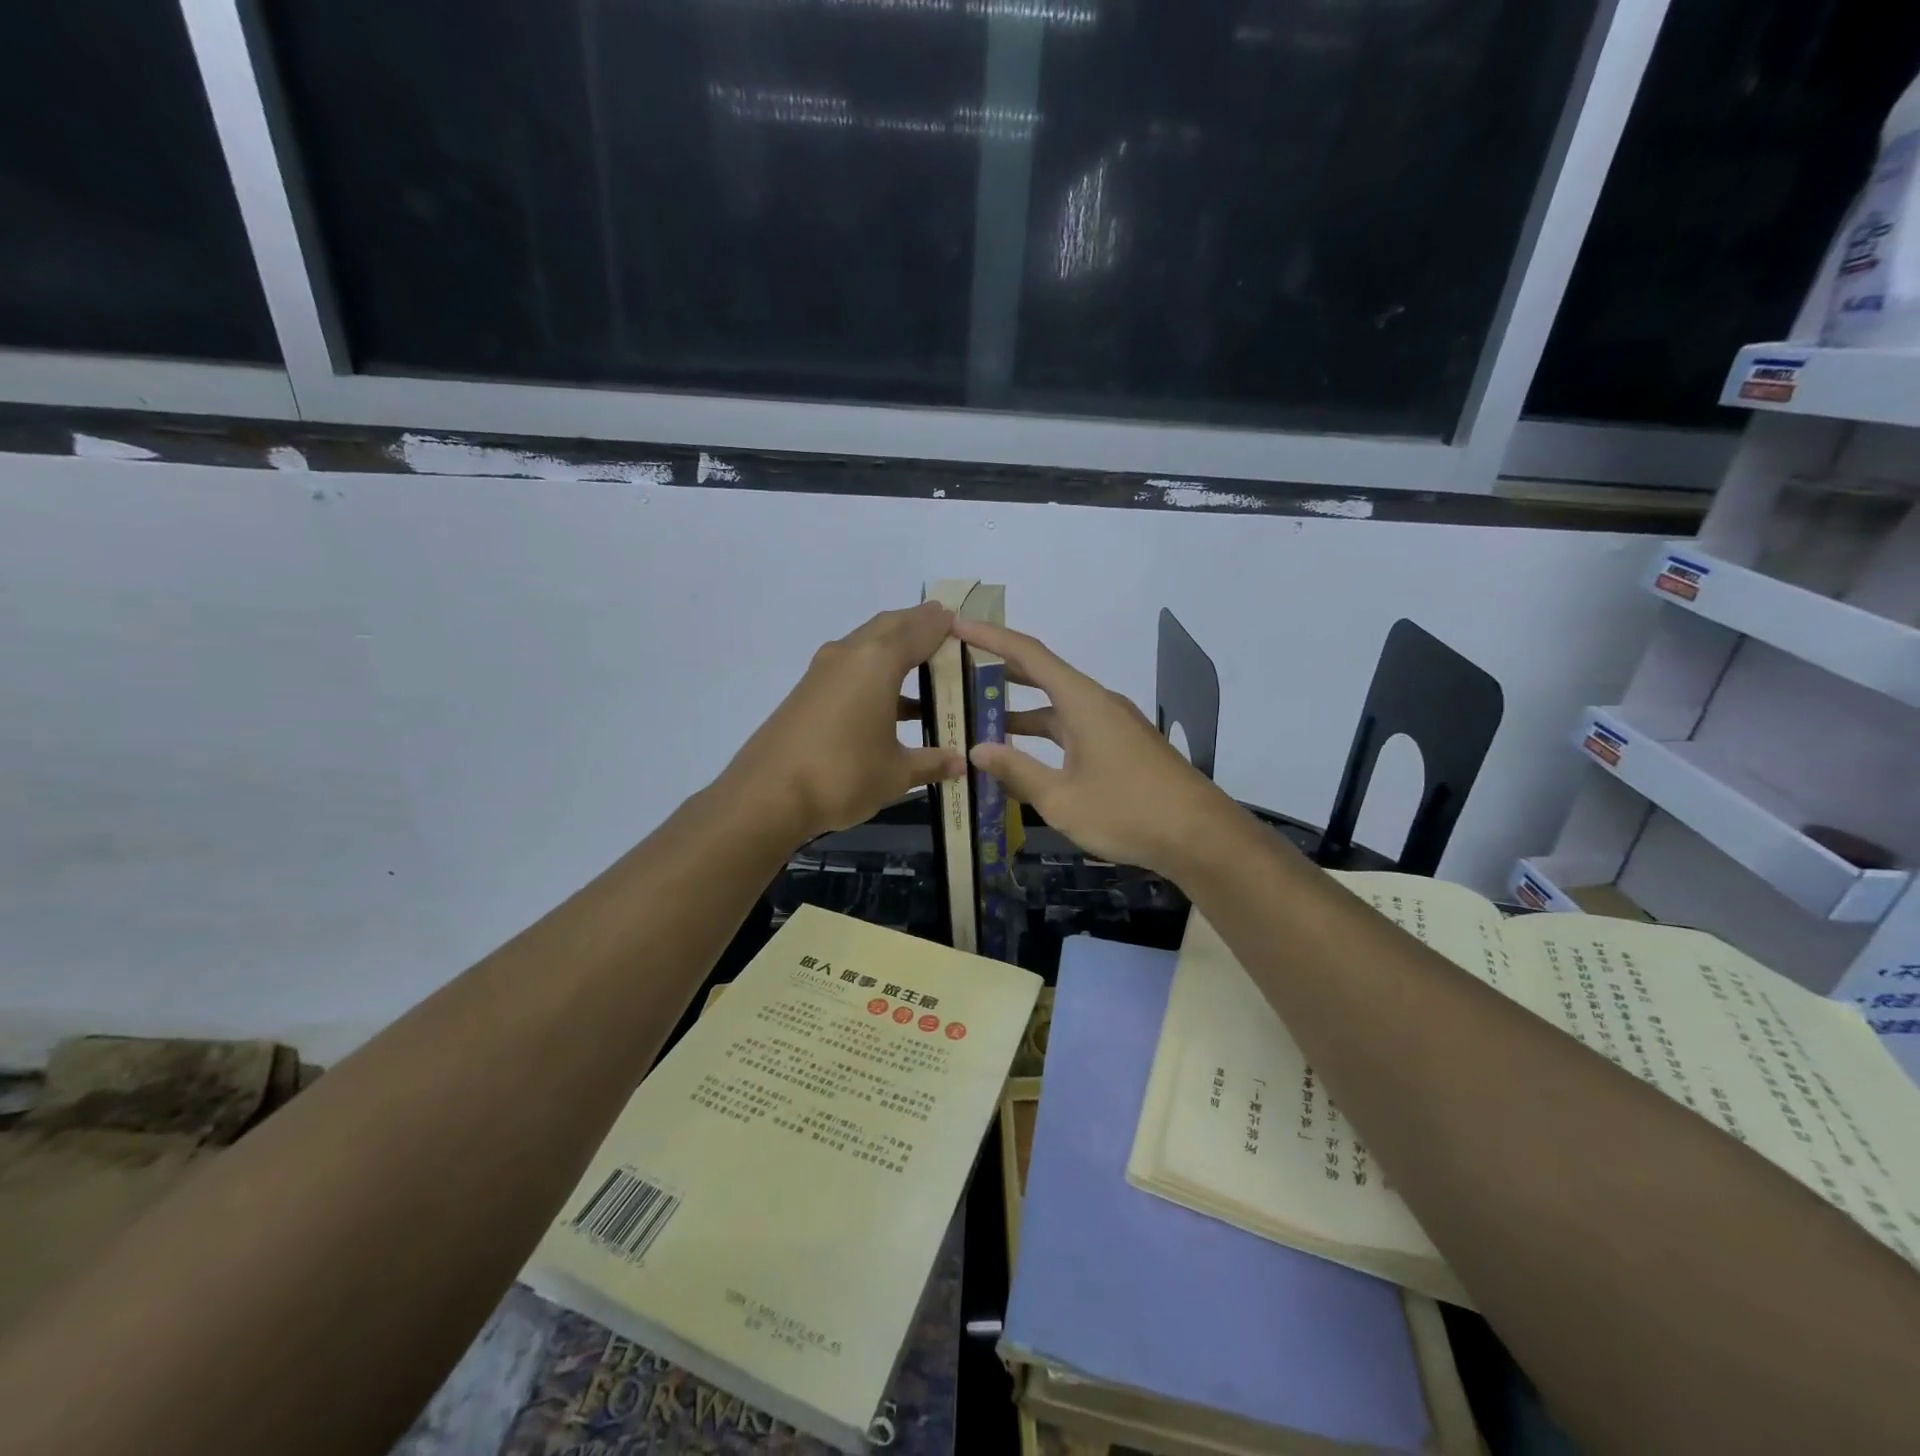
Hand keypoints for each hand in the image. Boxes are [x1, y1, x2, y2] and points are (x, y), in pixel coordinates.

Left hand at [722, 601, 966, 844]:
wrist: (767, 795)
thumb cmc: (843, 775)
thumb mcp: (896, 773)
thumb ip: (931, 763)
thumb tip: (961, 765)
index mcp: (878, 662)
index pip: (919, 630)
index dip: (942, 625)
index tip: (962, 622)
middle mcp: (850, 654)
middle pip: (890, 626)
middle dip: (917, 626)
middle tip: (945, 633)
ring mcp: (824, 671)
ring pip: (867, 645)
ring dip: (895, 650)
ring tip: (925, 666)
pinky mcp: (808, 691)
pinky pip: (851, 667)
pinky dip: (875, 673)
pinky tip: (892, 704)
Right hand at [951, 619, 1234, 877]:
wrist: (1199, 836)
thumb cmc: (1127, 812)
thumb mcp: (1062, 799)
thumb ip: (1017, 771)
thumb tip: (978, 749)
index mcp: (1083, 702)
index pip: (1029, 655)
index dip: (990, 637)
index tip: (956, 625)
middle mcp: (1098, 703)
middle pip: (1043, 675)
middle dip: (1000, 669)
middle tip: (959, 667)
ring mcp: (1112, 725)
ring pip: (1057, 708)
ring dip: (1020, 710)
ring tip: (978, 715)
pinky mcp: (1121, 746)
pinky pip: (1072, 729)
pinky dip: (1043, 735)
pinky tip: (1022, 755)